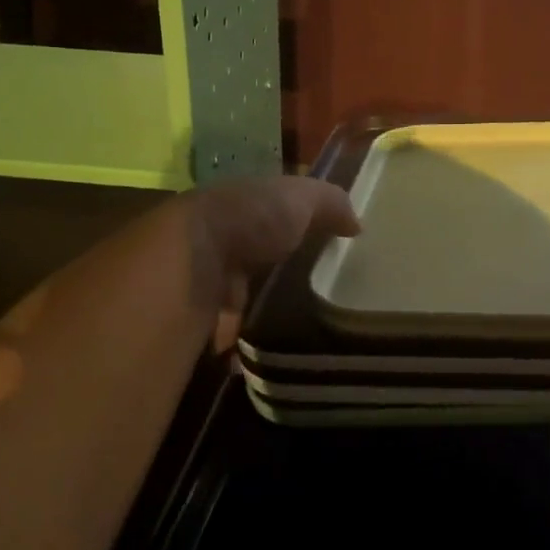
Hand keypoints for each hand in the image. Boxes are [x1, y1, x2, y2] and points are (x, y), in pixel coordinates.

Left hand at [185, 175, 360, 350]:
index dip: (292, 226)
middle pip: (252, 256)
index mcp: (239, 205)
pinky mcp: (198, 317)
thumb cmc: (249, 219)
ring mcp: (204, 279)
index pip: (267, 213)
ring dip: (255, 309)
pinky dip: (240, 343)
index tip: (322, 249)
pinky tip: (264, 352)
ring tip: (295, 329)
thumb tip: (357, 223)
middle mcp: (217, 239)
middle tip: (314, 293)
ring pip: (236, 295)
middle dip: (274, 271)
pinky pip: (224, 332)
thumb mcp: (300, 197)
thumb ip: (330, 203)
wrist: (192, 261)